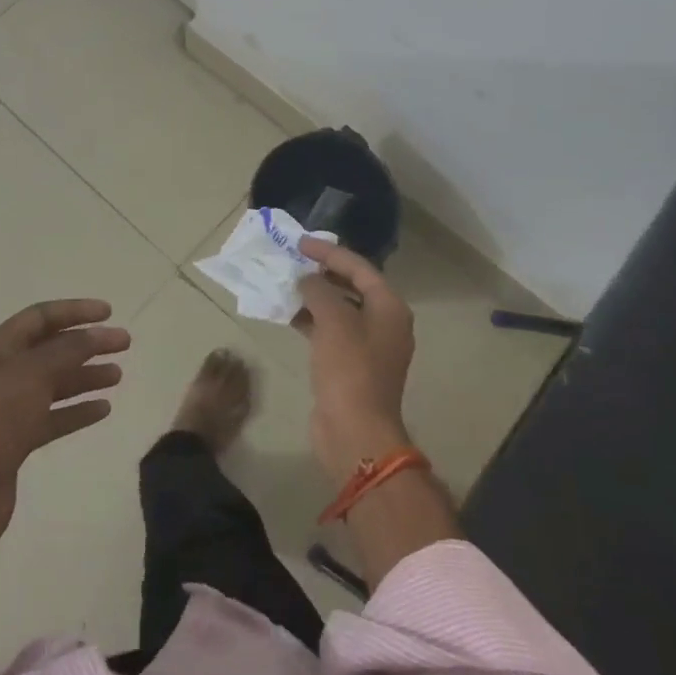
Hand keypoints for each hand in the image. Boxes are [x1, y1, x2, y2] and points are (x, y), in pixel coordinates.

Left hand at [0, 299, 128, 550]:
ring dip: (85, 376)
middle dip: (87, 344)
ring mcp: (8, 409)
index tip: (109, 313)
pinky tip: (103, 409)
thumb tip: (96, 333)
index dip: (75, 310)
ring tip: (118, 375)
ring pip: (54, 384)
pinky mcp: (16, 441)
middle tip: (124, 344)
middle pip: (51, 350)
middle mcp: (2, 374)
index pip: (40, 317)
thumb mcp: (33, 375)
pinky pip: (53, 417)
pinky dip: (77, 411)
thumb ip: (68, 350)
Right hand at [295, 239, 416, 481]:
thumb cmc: (349, 369)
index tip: (301, 243)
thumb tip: (306, 280)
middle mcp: (384, 323)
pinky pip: (331, 332)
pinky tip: (288, 315)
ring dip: (314, 297)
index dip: (330, 253)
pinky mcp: (350, 365)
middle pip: (352, 287)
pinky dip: (312, 320)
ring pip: (340, 310)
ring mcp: (368, 346)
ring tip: (286, 285)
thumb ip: (319, 291)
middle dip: (323, 273)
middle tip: (293, 262)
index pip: (359, 268)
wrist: (355, 431)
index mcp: (389, 308)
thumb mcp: (333, 321)